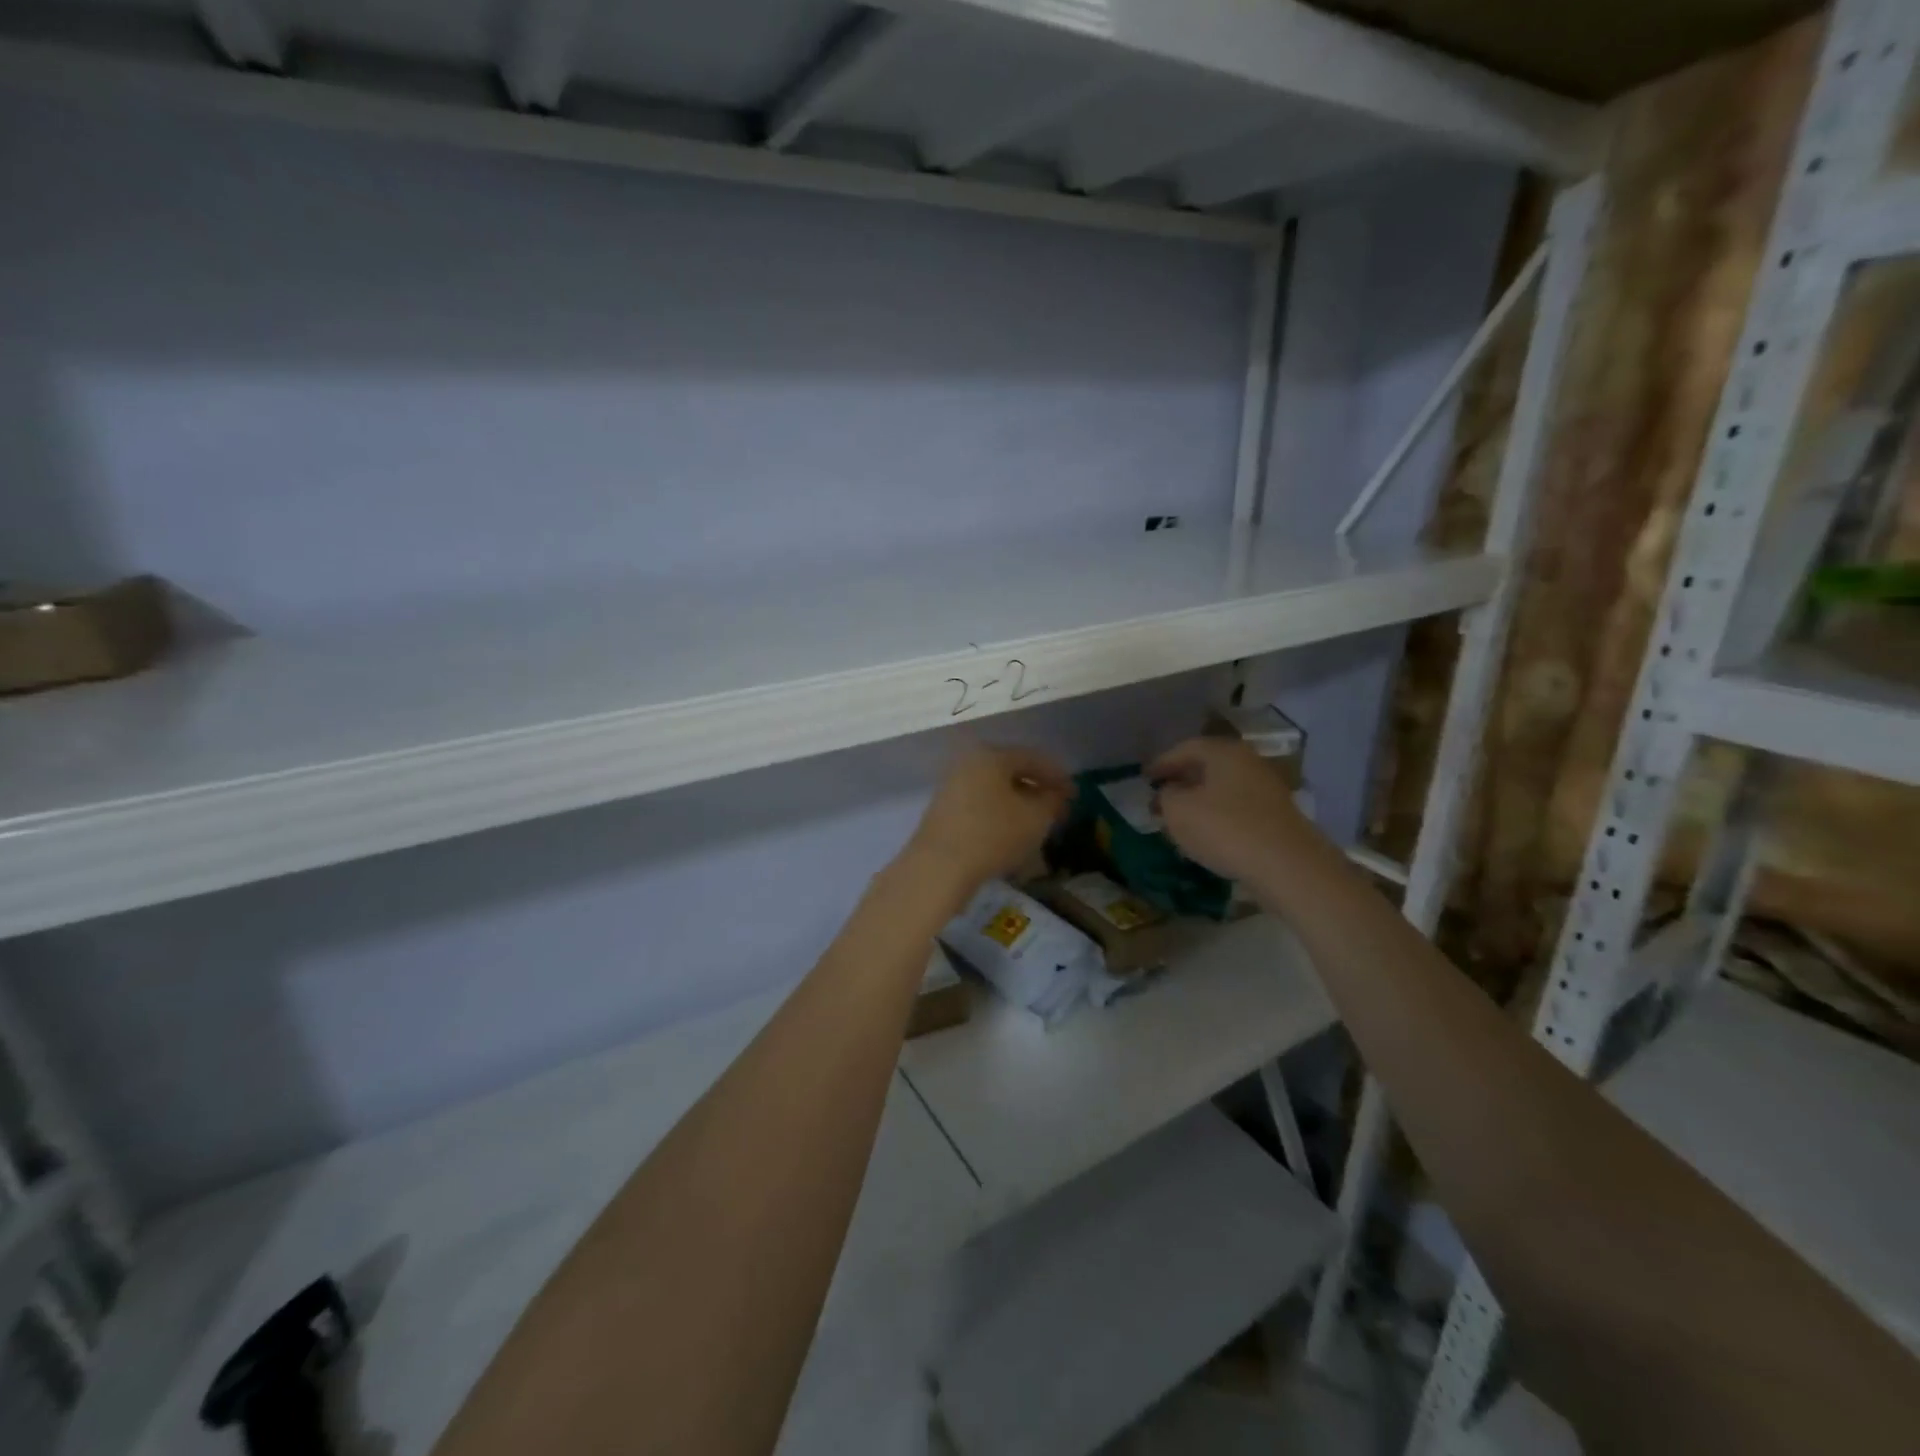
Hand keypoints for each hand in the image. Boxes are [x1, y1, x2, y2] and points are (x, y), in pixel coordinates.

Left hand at [902, 744, 1071, 901]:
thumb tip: (1058, 794)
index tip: (1075, 794)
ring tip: (1038, 825)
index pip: (1032, 758)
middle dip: (1037, 791)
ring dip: (1019, 805)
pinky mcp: (944, 812)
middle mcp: (967, 764)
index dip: (1057, 775)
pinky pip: (981, 807)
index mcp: (990, 755)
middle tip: (1058, 810)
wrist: (939, 867)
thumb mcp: (1035, 817)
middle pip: (1011, 772)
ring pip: (995, 791)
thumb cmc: (993, 833)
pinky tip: (1012, 835)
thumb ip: (1052, 801)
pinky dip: (1000, 816)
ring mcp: (952, 787)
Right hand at [1148, 736, 1310, 881]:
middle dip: (1181, 780)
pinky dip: (1218, 814)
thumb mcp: (1178, 811)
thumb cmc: (1225, 829)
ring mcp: (1266, 788)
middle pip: (1207, 765)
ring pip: (1223, 787)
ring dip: (1200, 798)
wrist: (1287, 865)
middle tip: (1160, 796)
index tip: (1144, 779)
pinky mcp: (1276, 815)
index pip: (1185, 748)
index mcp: (1223, 752)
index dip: (1161, 763)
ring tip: (1181, 818)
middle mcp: (1248, 762)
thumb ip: (1166, 796)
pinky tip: (1208, 833)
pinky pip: (1237, 807)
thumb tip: (1169, 793)